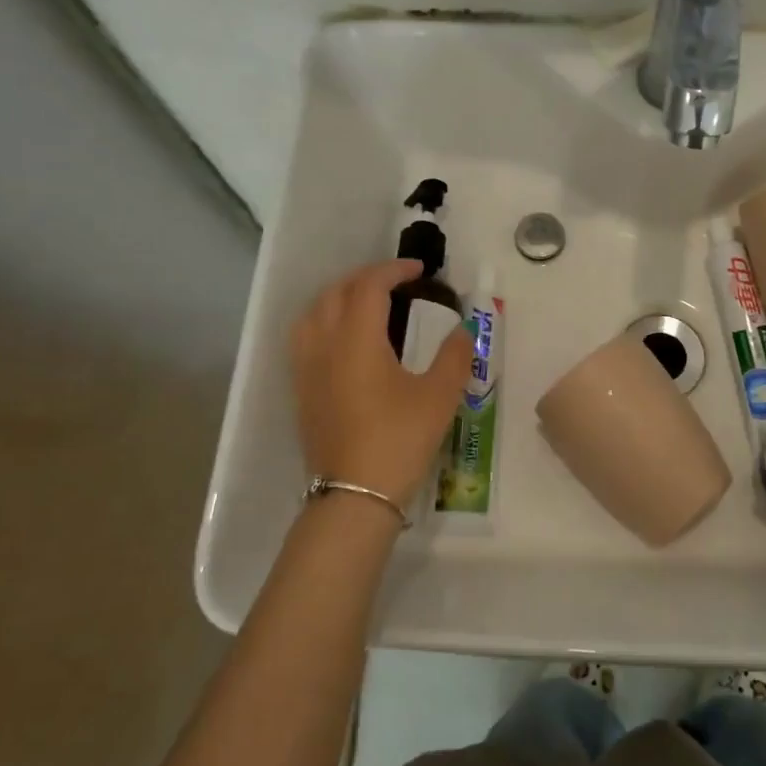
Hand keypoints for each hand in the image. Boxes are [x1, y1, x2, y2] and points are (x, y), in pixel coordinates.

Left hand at [290, 259, 473, 509]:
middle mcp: (324, 345)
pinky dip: (324, 321)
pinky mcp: (301, 391)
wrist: (354, 495)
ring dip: (339, 297)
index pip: (369, 286)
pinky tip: (344, 341)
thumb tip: (464, 330)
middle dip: (365, 278)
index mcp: (356, 339)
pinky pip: (304, 338)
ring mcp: (306, 369)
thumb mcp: (439, 396)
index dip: (394, 269)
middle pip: (335, 292)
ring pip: (312, 313)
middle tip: (396, 282)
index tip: (420, 270)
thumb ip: (454, 356)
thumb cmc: (399, 440)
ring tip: (365, 304)